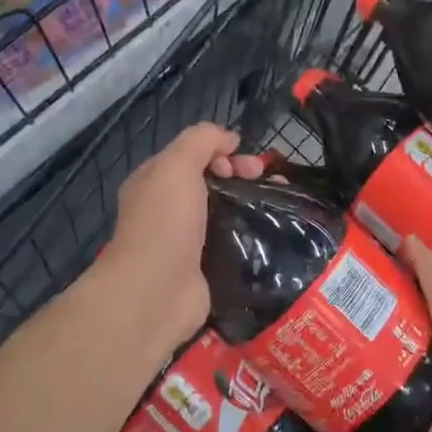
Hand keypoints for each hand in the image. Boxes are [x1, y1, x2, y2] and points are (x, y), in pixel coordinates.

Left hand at [100, 124, 265, 348]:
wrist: (156, 292)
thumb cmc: (165, 222)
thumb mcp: (177, 165)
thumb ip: (202, 140)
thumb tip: (229, 139)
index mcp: (155, 181)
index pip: (193, 155)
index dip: (221, 151)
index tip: (245, 163)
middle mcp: (168, 208)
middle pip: (211, 181)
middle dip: (240, 174)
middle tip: (263, 179)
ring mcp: (187, 240)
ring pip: (224, 210)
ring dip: (250, 202)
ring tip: (277, 203)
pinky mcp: (205, 267)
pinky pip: (232, 241)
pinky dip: (250, 234)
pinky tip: (271, 231)